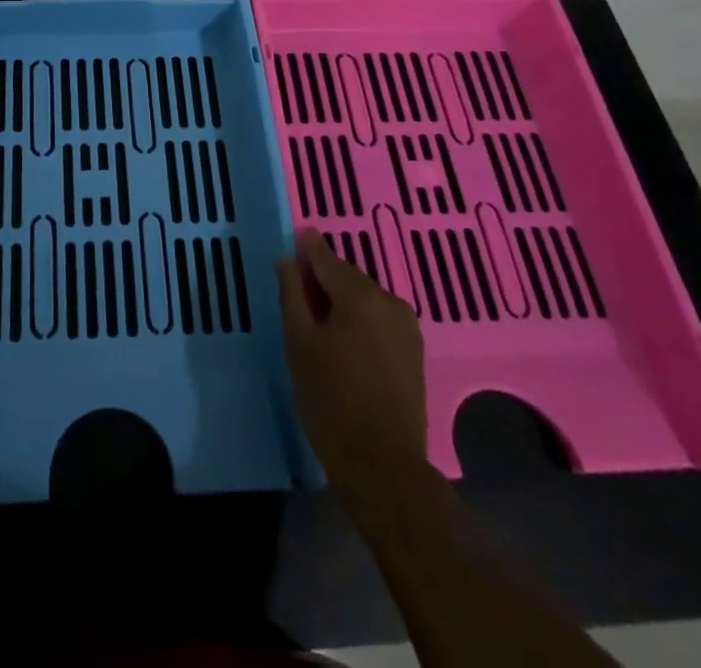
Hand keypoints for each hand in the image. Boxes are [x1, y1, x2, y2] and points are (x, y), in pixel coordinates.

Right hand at [277, 226, 428, 518]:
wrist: (383, 467)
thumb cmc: (330, 400)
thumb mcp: (298, 343)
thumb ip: (292, 294)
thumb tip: (287, 260)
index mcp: (361, 296)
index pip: (327, 258)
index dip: (307, 247)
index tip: (295, 234)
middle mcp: (390, 302)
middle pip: (348, 277)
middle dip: (323, 278)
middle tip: (296, 288)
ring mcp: (407, 328)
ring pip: (365, 299)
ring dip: (341, 300)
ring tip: (315, 317)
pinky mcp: (413, 352)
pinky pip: (378, 319)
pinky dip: (358, 319)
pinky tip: (341, 337)